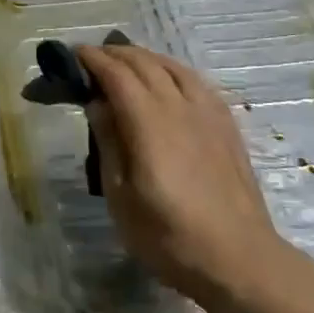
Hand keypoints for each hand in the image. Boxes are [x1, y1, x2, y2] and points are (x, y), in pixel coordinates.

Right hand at [77, 43, 285, 307]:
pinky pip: (197, 82)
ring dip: (146, 57)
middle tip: (94, 57)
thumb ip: (109, 143)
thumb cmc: (169, 236)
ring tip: (128, 61)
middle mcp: (179, 107)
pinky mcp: (227, 126)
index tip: (75, 54)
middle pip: (146, 64)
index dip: (94, 60)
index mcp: (149, 123)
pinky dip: (175, 71)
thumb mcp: (121, 197)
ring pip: (174, 67)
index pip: (117, 75)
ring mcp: (208, 114)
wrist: (238, 258)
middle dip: (116, 54)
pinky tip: (170, 80)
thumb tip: (97, 103)